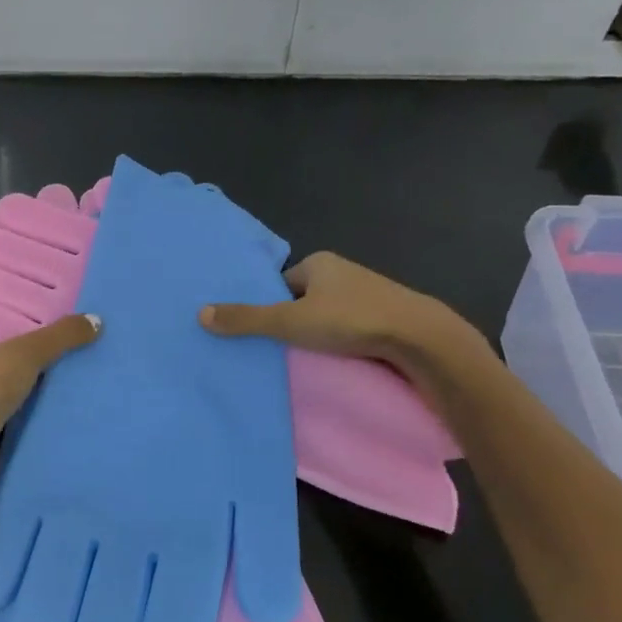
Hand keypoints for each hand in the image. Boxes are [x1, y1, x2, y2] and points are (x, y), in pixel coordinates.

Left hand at [0, 309, 100, 479]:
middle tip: (55, 322)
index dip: (4, 299)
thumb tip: (96, 320)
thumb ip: (60, 335)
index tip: (36, 299)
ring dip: (18, 362)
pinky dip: (15, 387)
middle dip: (18, 331)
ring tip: (57, 350)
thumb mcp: (25, 355)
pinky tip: (45, 384)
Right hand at [199, 252, 488, 376]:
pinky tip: (339, 359)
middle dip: (293, 320)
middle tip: (281, 349)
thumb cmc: (350, 320)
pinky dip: (343, 341)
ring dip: (319, 333)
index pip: (281, 283)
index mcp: (319, 262)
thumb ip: (246, 319)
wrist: (420, 338)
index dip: (269, 306)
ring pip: (329, 314)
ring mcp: (369, 293)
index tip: (264, 332)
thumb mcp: (289, 321)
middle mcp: (343, 271)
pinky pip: (352, 327)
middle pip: (303, 298)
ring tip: (307, 359)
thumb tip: (201, 314)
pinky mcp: (387, 316)